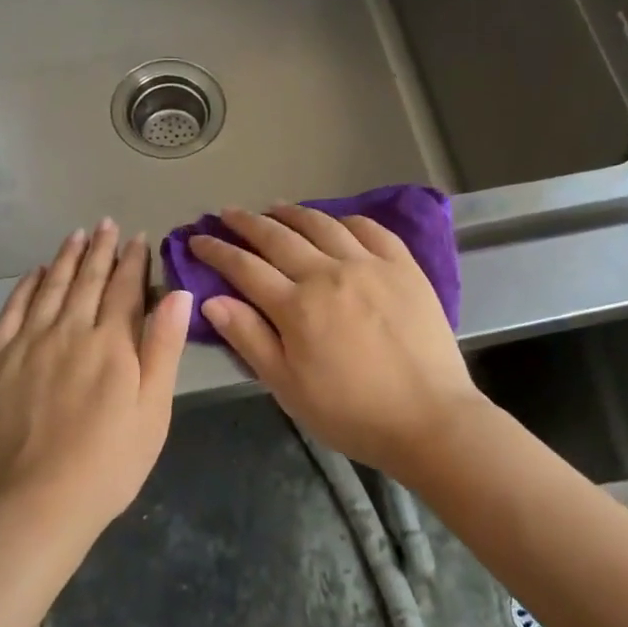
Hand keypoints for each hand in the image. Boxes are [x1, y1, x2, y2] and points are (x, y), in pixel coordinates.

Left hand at [0, 220, 192, 538]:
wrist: (39, 501)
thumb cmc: (110, 461)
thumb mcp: (154, 409)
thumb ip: (163, 347)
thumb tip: (178, 294)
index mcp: (111, 342)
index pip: (124, 289)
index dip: (132, 261)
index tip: (137, 238)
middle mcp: (70, 331)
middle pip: (87, 280)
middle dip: (99, 249)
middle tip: (105, 224)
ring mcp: (30, 343)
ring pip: (50, 287)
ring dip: (64, 259)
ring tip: (75, 235)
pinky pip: (12, 311)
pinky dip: (25, 287)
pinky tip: (34, 274)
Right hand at [189, 206, 483, 478]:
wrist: (430, 419)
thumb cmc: (351, 413)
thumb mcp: (288, 387)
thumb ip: (249, 339)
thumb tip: (210, 300)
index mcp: (296, 306)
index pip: (245, 267)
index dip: (217, 251)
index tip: (198, 239)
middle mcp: (328, 273)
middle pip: (278, 237)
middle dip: (247, 223)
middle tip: (228, 213)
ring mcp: (369, 264)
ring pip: (322, 225)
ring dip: (293, 213)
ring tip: (275, 207)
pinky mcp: (403, 266)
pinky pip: (370, 229)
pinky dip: (346, 219)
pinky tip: (337, 220)